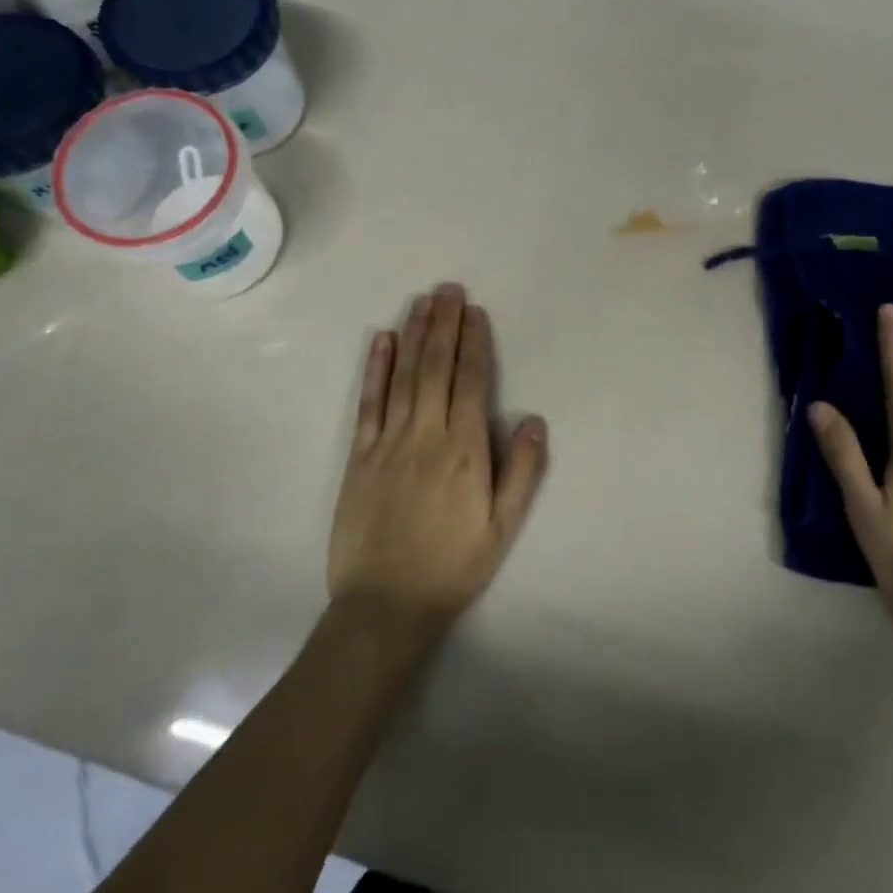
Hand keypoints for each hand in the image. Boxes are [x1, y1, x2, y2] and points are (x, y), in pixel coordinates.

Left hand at [328, 283, 547, 637]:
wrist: (385, 604)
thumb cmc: (453, 565)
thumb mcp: (503, 527)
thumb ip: (522, 472)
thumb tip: (534, 420)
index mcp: (464, 450)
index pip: (471, 382)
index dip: (474, 343)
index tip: (475, 312)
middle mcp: (426, 435)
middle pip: (436, 367)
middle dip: (444, 324)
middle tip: (448, 288)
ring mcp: (388, 442)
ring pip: (403, 376)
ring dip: (413, 334)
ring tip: (421, 301)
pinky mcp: (359, 455)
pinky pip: (368, 402)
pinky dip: (375, 368)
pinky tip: (381, 340)